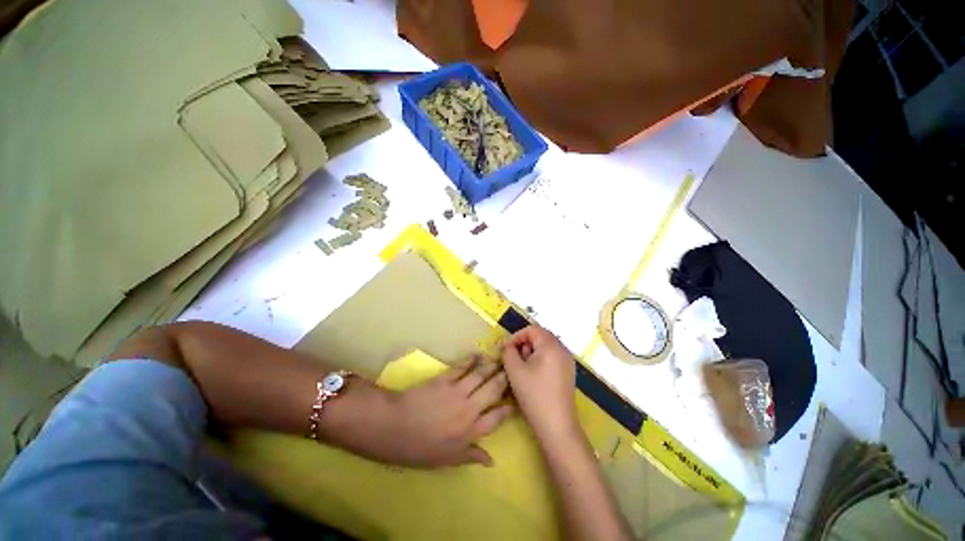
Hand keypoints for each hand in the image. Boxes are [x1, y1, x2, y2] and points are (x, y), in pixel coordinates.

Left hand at [377, 357, 513, 467]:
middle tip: (513, 370)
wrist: (394, 428)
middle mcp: (469, 409)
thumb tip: (492, 460)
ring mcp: (457, 391)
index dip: (509, 408)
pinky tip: (478, 354)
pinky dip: (471, 359)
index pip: (497, 418)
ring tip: (500, 358)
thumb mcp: (446, 460)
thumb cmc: (419, 449)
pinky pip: (462, 367)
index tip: (516, 401)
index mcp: (470, 431)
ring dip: (492, 366)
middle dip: (505, 379)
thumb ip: (470, 456)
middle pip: (493, 390)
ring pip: (481, 375)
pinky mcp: (445, 379)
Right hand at [501, 325, 577, 441]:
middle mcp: (563, 349)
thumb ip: (508, 352)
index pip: (532, 329)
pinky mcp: (568, 372)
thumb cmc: (534, 394)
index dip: (517, 336)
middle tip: (514, 358)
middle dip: (524, 344)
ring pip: (546, 347)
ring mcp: (567, 361)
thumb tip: (509, 346)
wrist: (556, 425)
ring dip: (531, 352)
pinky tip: (533, 375)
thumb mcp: (514, 370)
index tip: (507, 349)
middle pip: (540, 336)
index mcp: (551, 345)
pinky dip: (540, 359)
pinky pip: (552, 357)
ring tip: (522, 368)